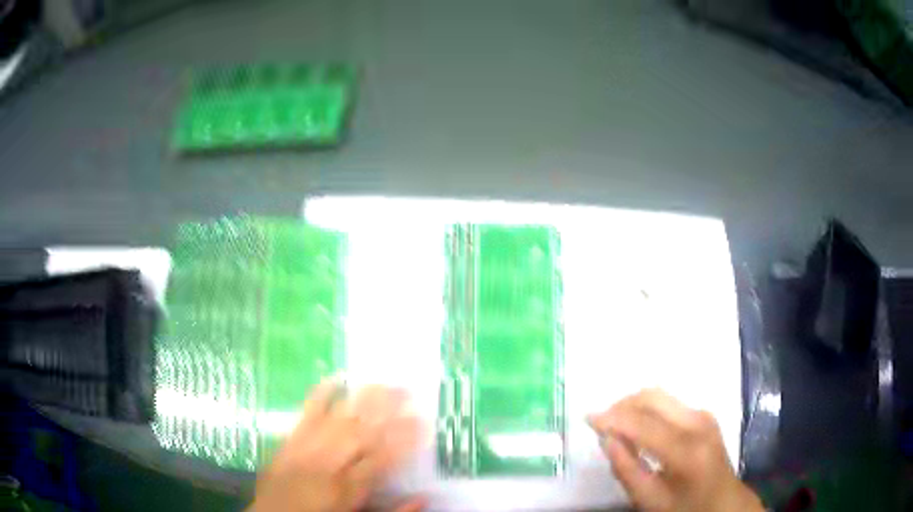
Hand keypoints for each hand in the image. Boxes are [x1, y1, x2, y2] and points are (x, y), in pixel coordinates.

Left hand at [250, 381, 424, 511]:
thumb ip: (393, 510)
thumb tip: (425, 496)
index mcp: (349, 487)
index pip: (382, 458)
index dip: (404, 438)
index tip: (422, 420)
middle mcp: (329, 463)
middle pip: (361, 431)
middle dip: (386, 409)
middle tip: (408, 390)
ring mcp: (306, 448)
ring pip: (338, 418)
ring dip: (362, 399)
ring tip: (382, 382)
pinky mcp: (289, 440)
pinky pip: (305, 414)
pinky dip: (320, 394)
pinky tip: (335, 378)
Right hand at [588, 389, 762, 511]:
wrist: (723, 501)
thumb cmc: (685, 507)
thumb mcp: (650, 500)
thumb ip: (626, 470)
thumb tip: (606, 438)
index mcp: (686, 450)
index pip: (643, 424)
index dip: (612, 418)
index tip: (586, 418)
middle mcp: (698, 423)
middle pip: (652, 398)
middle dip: (622, 405)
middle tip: (600, 422)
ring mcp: (704, 415)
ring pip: (660, 395)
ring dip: (633, 405)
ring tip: (615, 425)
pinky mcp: (704, 414)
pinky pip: (669, 403)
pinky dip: (647, 409)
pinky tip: (638, 427)